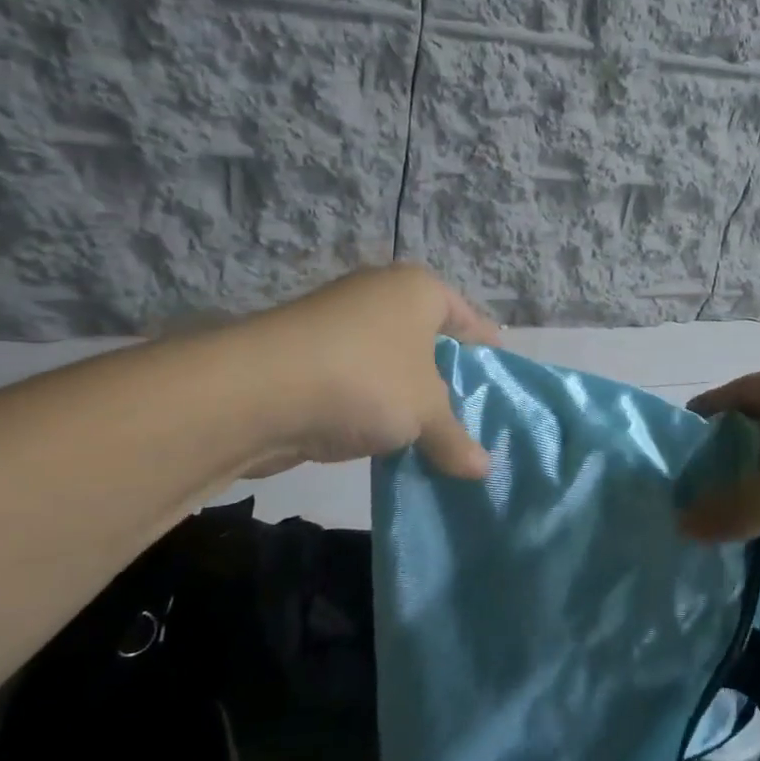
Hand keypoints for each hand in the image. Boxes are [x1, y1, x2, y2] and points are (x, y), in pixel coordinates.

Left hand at [235, 264, 498, 478]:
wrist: (257, 392)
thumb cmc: (366, 380)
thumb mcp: (425, 413)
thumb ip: (456, 439)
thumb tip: (483, 470)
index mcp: (418, 290)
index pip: (468, 318)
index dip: (487, 351)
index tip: (501, 382)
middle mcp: (379, 296)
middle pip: (429, 341)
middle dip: (449, 380)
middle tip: (472, 418)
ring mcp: (339, 325)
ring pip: (392, 365)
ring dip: (410, 399)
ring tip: (434, 437)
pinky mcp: (308, 358)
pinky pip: (360, 383)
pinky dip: (375, 408)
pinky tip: (389, 441)